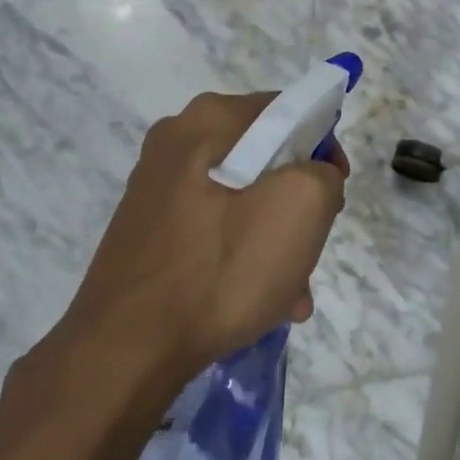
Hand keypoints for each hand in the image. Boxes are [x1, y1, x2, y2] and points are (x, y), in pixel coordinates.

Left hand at [54, 91, 348, 376]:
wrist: (126, 348)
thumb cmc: (220, 268)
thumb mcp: (301, 208)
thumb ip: (324, 173)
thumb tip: (313, 176)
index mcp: (209, 119)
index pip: (290, 110)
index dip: (323, 149)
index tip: (333, 196)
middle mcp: (177, 140)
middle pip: (267, 158)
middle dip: (299, 206)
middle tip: (310, 250)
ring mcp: (158, 186)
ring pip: (243, 199)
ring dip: (275, 240)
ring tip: (289, 294)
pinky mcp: (149, 227)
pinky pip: (214, 227)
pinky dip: (242, 255)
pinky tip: (257, 301)